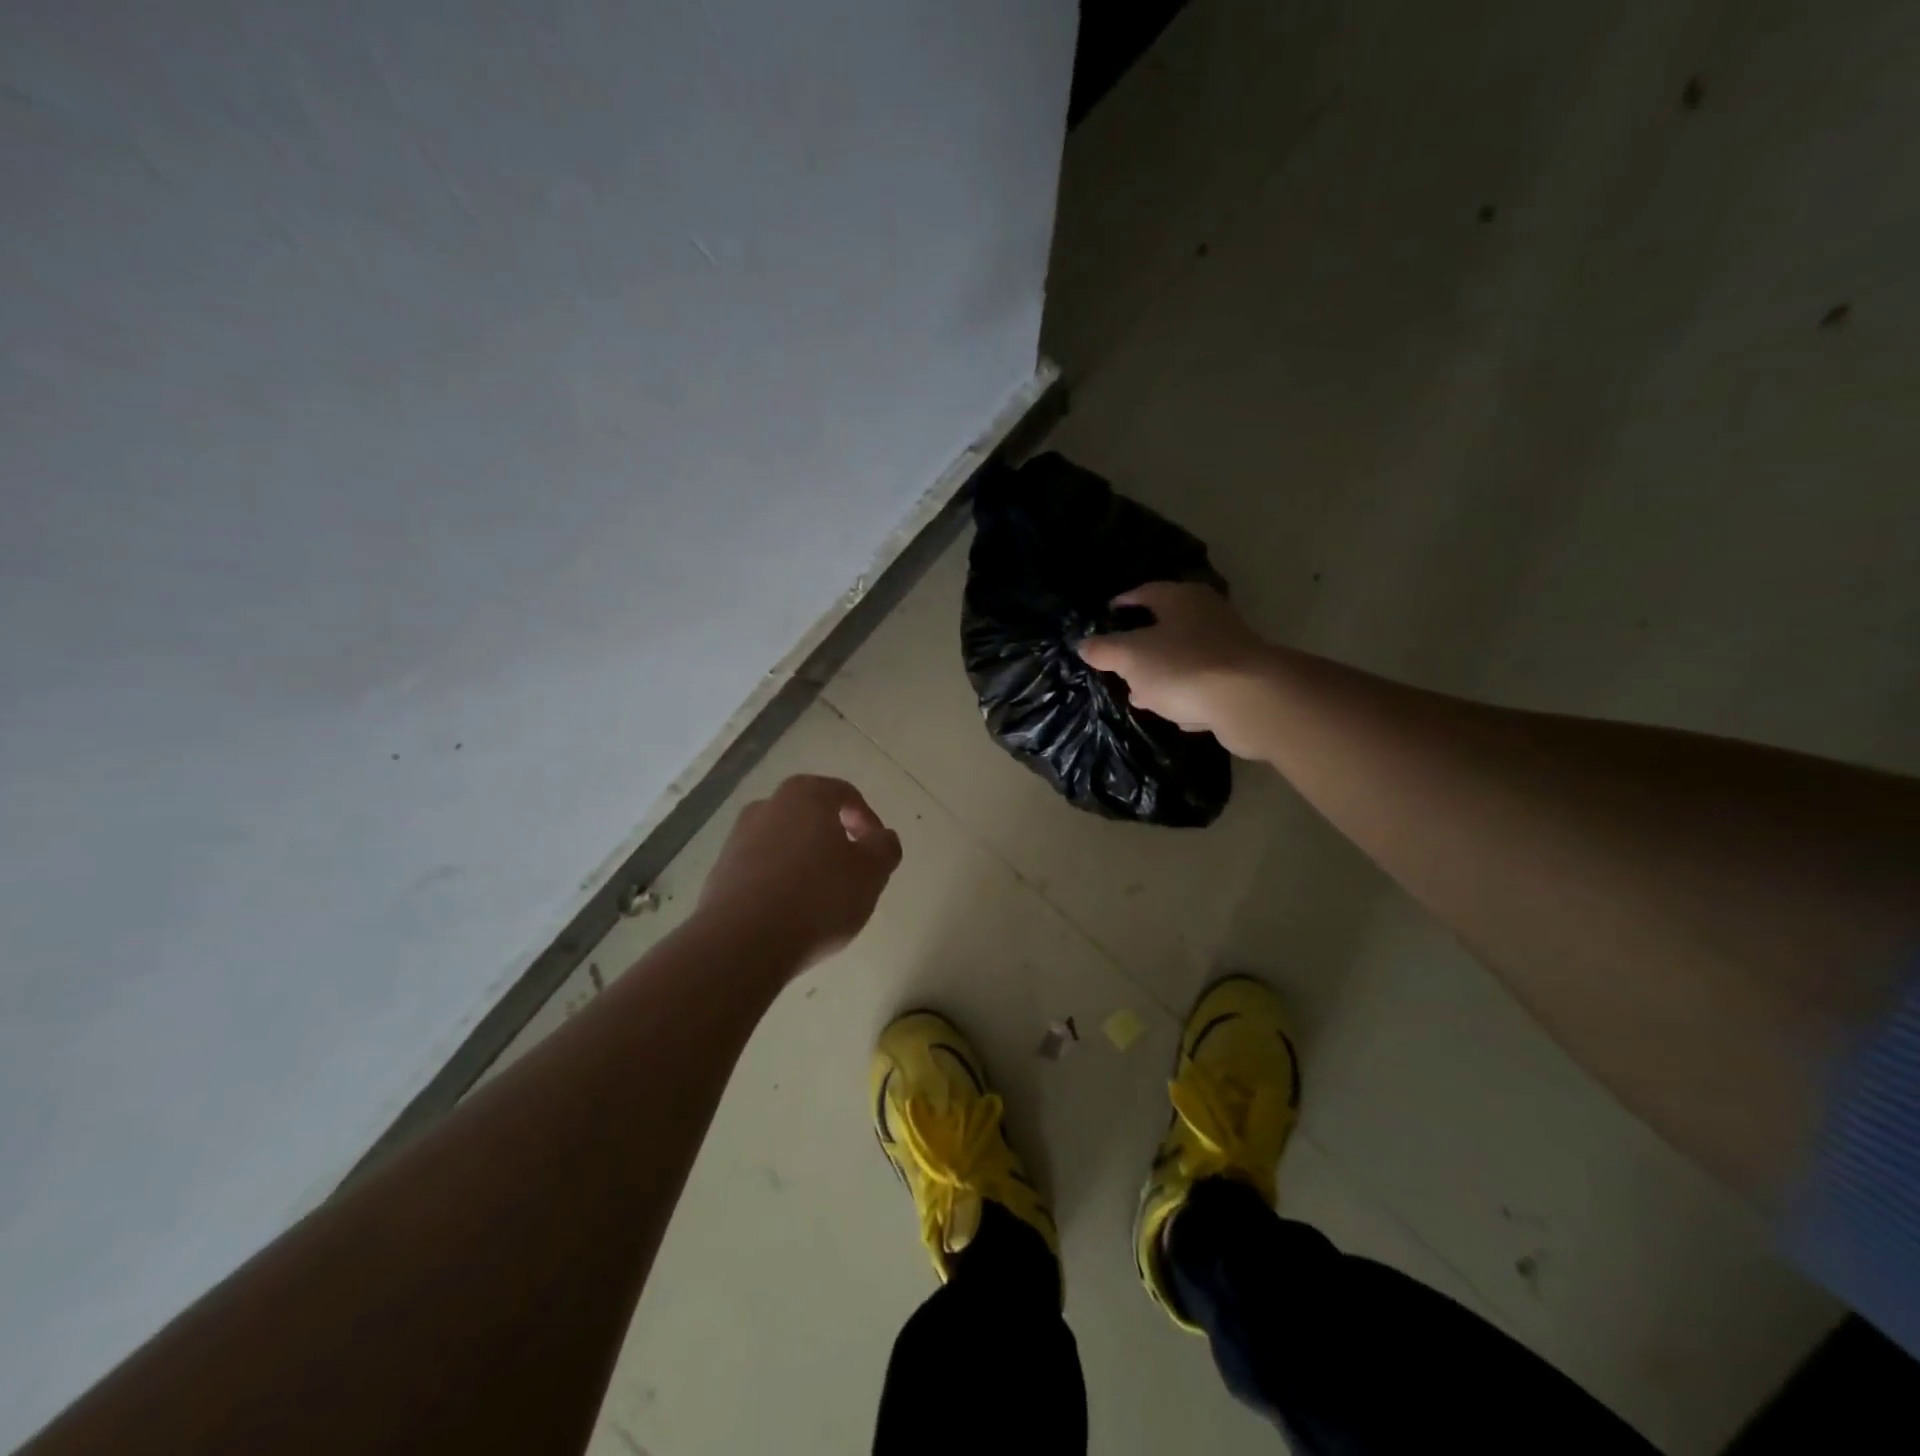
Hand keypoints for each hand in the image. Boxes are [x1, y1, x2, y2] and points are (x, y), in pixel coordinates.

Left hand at [696, 775, 903, 972]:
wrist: (742, 943)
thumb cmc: (817, 898)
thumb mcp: (871, 873)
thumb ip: (885, 848)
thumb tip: (881, 837)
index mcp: (805, 795)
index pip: (845, 795)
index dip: (867, 820)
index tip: (876, 852)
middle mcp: (767, 806)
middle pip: (811, 816)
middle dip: (834, 840)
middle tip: (851, 872)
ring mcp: (737, 839)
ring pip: (784, 843)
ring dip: (805, 862)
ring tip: (821, 898)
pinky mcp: (720, 873)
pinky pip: (761, 869)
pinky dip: (779, 882)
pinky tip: (791, 914)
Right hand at [1076, 582, 1273, 756]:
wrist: (1251, 701)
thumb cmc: (1183, 667)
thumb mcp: (1131, 657)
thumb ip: (1105, 650)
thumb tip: (1084, 644)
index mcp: (1181, 598)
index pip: (1144, 592)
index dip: (1123, 604)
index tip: (1106, 616)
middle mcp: (1208, 615)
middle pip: (1167, 626)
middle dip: (1141, 646)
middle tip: (1118, 663)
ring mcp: (1228, 647)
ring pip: (1185, 657)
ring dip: (1163, 675)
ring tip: (1140, 695)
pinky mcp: (1241, 679)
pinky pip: (1204, 683)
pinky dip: (1188, 695)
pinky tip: (1175, 713)